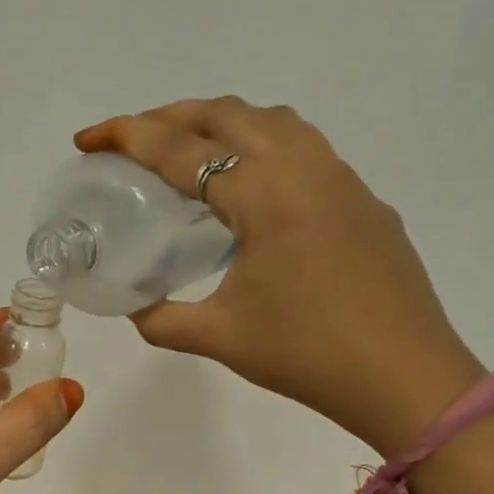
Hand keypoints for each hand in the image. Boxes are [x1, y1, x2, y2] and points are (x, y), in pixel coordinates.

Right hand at [75, 98, 481, 455]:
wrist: (407, 378)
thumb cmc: (307, 354)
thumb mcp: (218, 338)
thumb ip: (160, 318)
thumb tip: (132, 306)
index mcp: (264, 195)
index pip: (181, 149)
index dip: (126, 136)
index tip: (86, 138)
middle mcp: (304, 168)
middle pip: (226, 114)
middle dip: (168, 117)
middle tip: (128, 142)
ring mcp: (341, 179)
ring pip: (271, 121)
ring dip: (218, 123)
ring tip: (183, 152)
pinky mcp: (362, 199)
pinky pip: (302, 146)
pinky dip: (258, 144)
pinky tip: (246, 188)